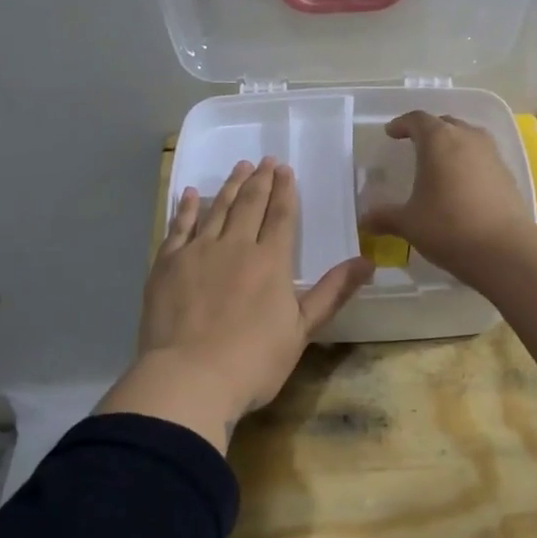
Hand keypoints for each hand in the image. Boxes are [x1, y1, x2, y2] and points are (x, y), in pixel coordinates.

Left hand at [99, 159, 371, 450]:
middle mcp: (235, 245)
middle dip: (260, 180)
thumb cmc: (253, 361)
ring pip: (218, 208)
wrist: (189, 378)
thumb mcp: (302, 330)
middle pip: (250, 205)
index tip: (285, 169)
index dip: (285, 190)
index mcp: (270, 261)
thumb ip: (333, 292)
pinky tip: (192, 193)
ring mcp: (198, 252)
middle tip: (264, 160)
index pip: (281, 216)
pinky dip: (188, 207)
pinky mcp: (168, 263)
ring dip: (231, 186)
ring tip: (239, 167)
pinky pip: (179, 226)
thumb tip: (368, 260)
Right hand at [359, 112, 533, 281]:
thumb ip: (385, 217)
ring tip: (440, 162)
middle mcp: (467, 138)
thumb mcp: (409, 223)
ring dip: (452, 143)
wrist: (504, 250)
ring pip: (468, 137)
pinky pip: (483, 157)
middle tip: (415, 144)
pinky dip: (469, 162)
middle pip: (445, 123)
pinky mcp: (508, 174)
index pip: (417, 119)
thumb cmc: (448, 227)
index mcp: (438, 140)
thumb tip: (364, 221)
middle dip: (429, 130)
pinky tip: (462, 183)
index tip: (391, 133)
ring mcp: (492, 154)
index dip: (402, 124)